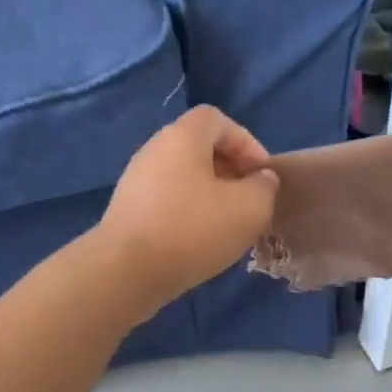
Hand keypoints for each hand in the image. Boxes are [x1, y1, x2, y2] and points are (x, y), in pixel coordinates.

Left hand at [97, 106, 279, 314]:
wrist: (127, 271)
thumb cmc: (193, 230)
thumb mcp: (250, 208)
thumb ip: (264, 187)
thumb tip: (261, 179)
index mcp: (182, 137)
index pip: (217, 119)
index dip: (246, 141)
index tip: (262, 174)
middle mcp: (155, 150)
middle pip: (199, 148)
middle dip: (231, 170)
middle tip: (249, 200)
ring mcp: (137, 181)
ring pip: (184, 177)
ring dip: (211, 195)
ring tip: (229, 224)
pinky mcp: (129, 211)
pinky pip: (168, 201)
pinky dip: (189, 213)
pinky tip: (200, 241)